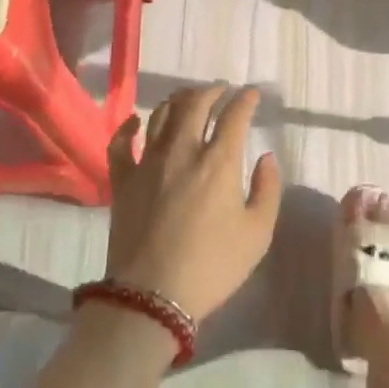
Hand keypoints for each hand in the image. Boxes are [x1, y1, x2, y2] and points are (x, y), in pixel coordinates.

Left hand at [104, 84, 282, 322]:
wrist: (152, 297)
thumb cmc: (213, 265)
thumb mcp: (257, 233)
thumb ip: (267, 189)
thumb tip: (266, 158)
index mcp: (218, 161)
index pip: (234, 116)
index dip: (245, 100)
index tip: (252, 94)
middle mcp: (182, 150)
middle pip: (195, 104)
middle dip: (212, 91)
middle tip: (221, 90)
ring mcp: (147, 162)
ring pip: (161, 115)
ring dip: (178, 100)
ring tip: (188, 98)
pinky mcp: (122, 180)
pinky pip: (120, 143)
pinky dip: (128, 127)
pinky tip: (136, 121)